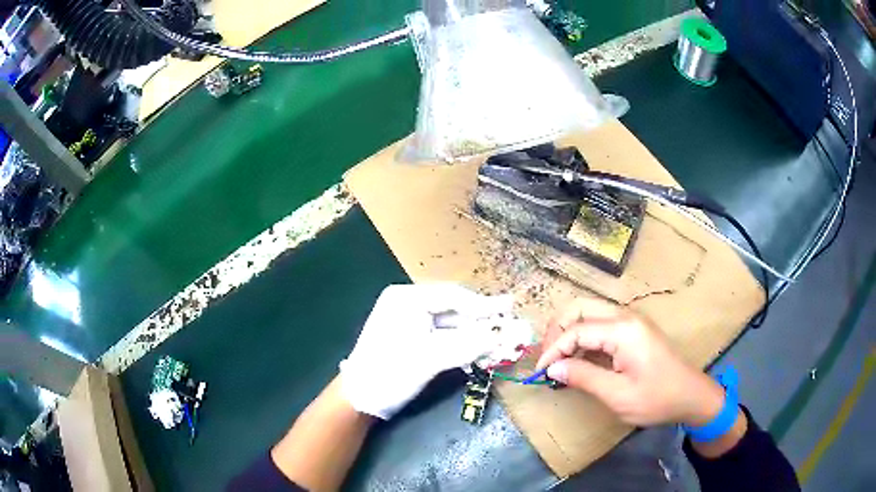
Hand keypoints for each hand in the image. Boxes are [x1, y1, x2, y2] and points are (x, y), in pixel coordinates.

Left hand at [341, 284, 514, 418]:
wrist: (359, 399)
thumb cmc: (389, 372)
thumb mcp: (430, 358)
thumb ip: (468, 345)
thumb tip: (505, 336)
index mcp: (406, 299)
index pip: (453, 296)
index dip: (483, 305)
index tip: (509, 309)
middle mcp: (408, 305)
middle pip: (454, 310)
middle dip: (482, 322)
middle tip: (509, 325)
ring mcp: (410, 323)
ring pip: (452, 326)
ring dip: (475, 336)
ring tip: (500, 343)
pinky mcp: (414, 341)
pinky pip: (445, 338)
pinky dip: (463, 346)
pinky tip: (480, 354)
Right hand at [536, 297, 725, 426]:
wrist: (690, 395)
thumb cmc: (656, 397)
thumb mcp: (617, 395)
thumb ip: (583, 377)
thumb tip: (552, 369)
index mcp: (622, 329)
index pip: (576, 330)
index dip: (553, 350)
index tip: (539, 373)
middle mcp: (624, 316)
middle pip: (579, 308)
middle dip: (557, 331)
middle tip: (547, 360)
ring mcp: (630, 321)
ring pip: (588, 313)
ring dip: (568, 332)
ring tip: (558, 360)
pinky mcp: (632, 330)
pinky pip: (599, 324)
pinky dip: (582, 337)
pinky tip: (577, 359)